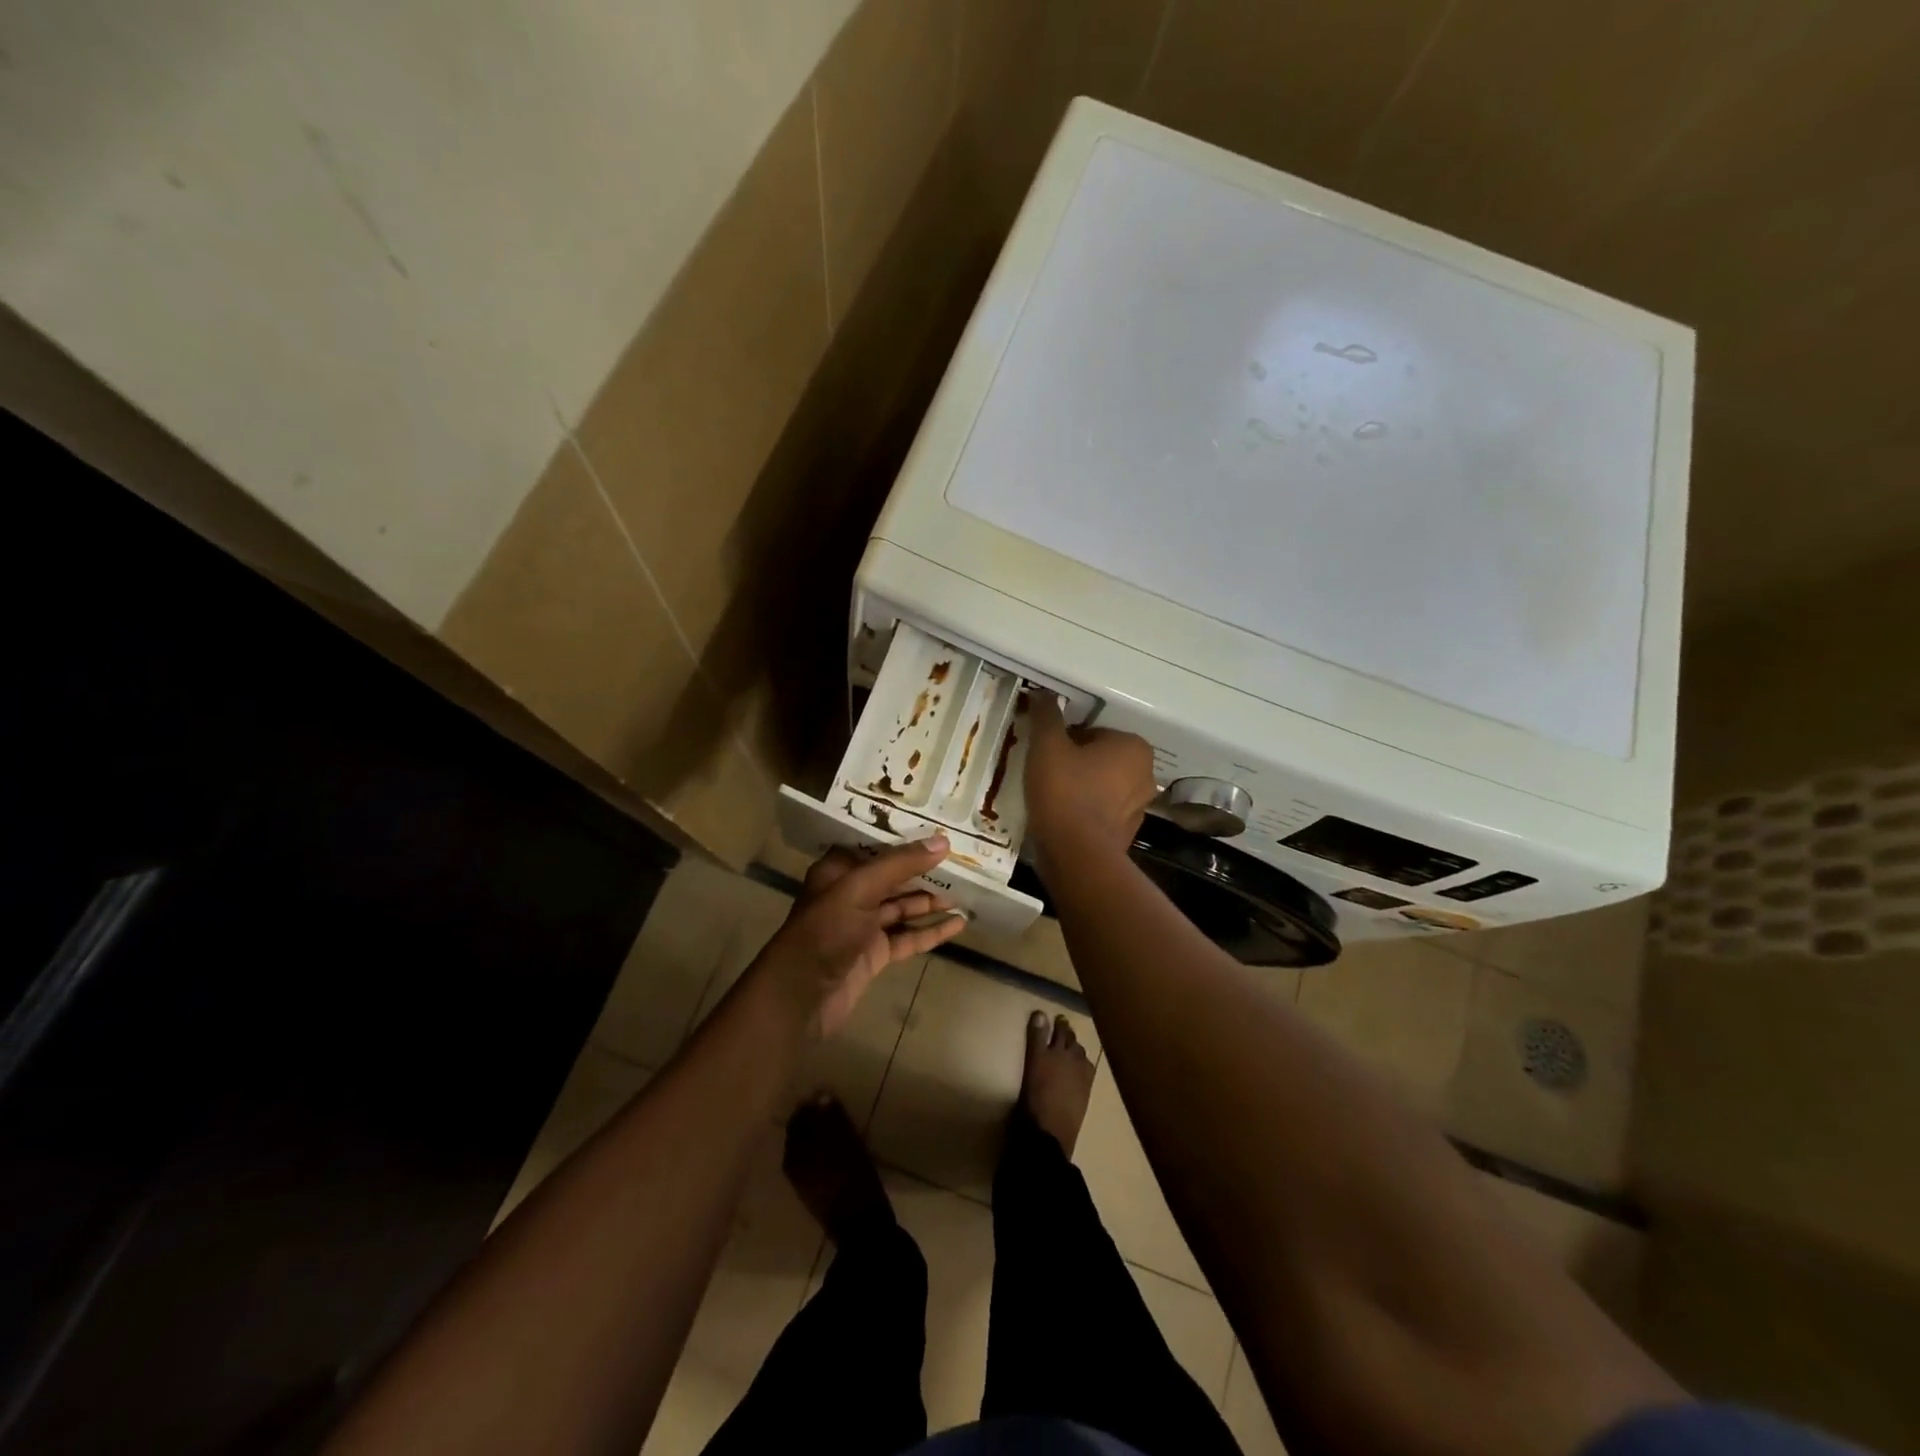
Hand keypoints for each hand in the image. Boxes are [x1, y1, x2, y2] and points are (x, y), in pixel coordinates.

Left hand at [755, 838, 967, 1038]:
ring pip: (903, 907)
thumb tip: (943, 841)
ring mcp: (863, 926)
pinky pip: (908, 936)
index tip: (937, 827)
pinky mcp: (875, 954)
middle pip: (893, 876)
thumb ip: (900, 865)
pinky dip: (931, 930)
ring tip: (967, 892)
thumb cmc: (824, 932)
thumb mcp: (860, 889)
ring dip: (932, 901)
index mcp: (838, 871)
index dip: (904, 836)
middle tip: (961, 859)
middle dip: (924, 869)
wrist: (800, 997)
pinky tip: (958, 925)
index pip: (875, 845)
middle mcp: (851, 894)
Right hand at [1024, 693, 1157, 864]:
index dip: (1065, 741)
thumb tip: (1042, 693)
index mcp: (1134, 747)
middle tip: (1046, 773)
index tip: (1047, 754)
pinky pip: (1101, 813)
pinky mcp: (1127, 834)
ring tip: (1050, 797)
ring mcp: (1139, 807)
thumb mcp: (1047, 745)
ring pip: (1102, 786)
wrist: (1075, 854)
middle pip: (1100, 759)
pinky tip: (1061, 818)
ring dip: (1080, 788)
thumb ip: (1046, 715)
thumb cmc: (1065, 791)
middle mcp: (1146, 774)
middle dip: (1076, 763)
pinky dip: (1084, 812)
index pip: (1093, 732)